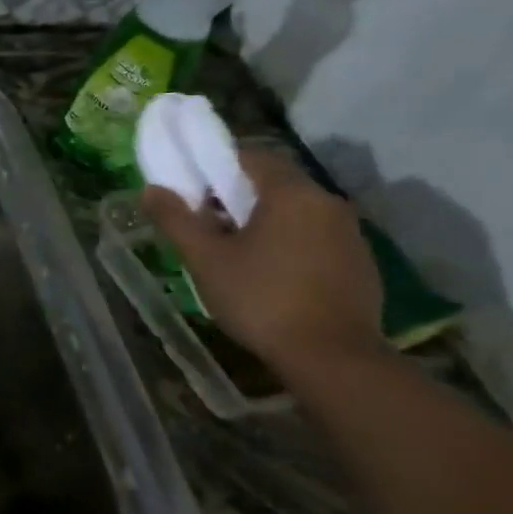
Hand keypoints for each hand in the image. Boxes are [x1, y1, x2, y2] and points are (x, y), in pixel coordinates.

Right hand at [142, 149, 382, 371]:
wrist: (331, 356)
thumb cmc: (260, 299)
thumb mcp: (206, 260)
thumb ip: (177, 220)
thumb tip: (151, 189)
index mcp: (290, 193)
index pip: (250, 157)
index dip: (217, 168)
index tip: (194, 193)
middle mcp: (327, 202)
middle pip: (275, 184)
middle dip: (238, 198)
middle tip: (208, 227)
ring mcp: (350, 233)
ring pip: (298, 212)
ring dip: (266, 223)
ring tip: (237, 255)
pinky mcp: (361, 263)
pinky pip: (317, 239)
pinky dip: (292, 245)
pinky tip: (273, 277)